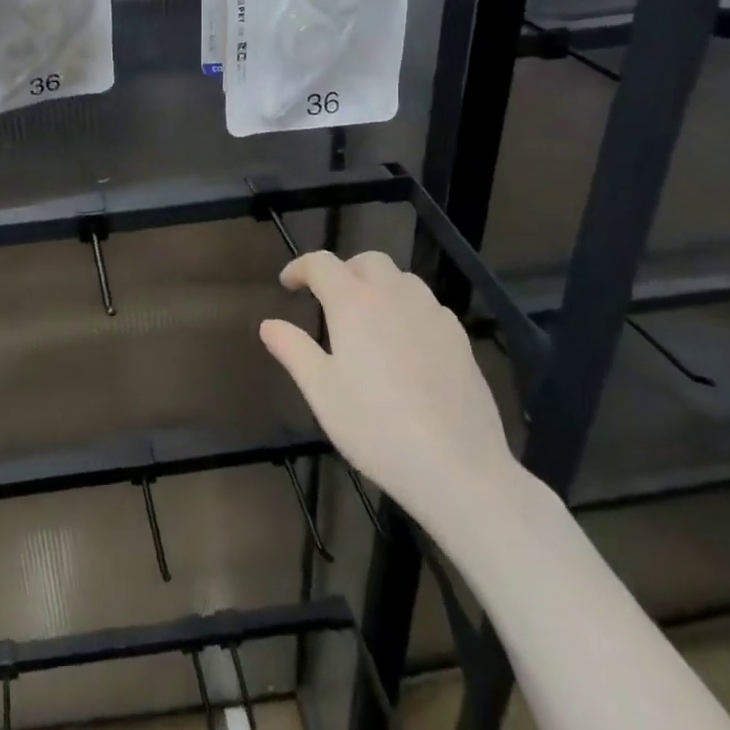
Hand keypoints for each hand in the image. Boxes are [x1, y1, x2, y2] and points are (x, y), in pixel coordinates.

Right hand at [260, 251, 524, 533]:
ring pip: (401, 278)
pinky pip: (427, 304)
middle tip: (328, 299)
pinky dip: (407, 307)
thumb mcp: (322, 392)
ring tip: (366, 317)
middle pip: (367, 261)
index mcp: (354, 303)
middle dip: (343, 270)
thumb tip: (269, 324)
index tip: (287, 285)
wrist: (459, 468)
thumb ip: (293, 350)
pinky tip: (404, 341)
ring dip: (377, 285)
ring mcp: (432, 314)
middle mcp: (394, 296)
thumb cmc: (377, 428)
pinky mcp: (460, 338)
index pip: (322, 264)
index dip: (300, 268)